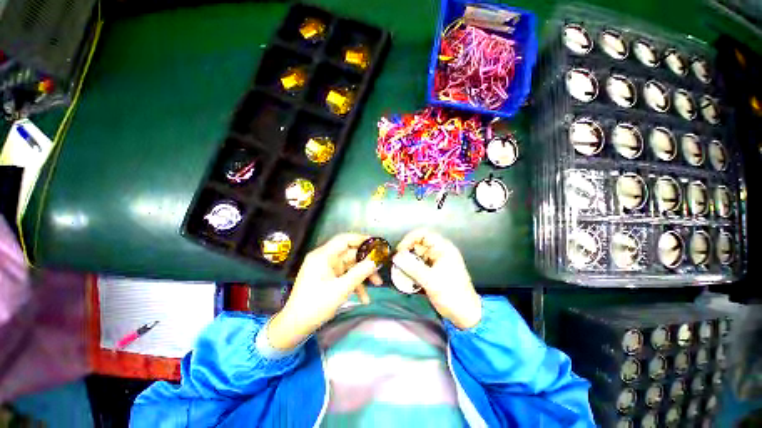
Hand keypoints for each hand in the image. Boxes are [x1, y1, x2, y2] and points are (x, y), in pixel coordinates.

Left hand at [267, 233, 382, 350]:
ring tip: (377, 285)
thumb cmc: (316, 305)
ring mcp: (326, 269)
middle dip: (366, 262)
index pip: (345, 239)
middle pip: (350, 254)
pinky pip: (345, 276)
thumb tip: (375, 261)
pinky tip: (364, 298)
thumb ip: (360, 273)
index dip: (361, 239)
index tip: (376, 244)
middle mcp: (325, 258)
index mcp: (323, 256)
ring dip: (363, 275)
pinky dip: (354, 284)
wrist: (295, 326)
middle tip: (380, 268)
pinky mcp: (328, 278)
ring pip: (350, 266)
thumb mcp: (341, 289)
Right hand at [395, 229, 480, 329]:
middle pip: (418, 244)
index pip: (423, 234)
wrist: (465, 314)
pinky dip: (411, 269)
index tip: (399, 250)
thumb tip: (396, 256)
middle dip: (406, 252)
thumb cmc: (451, 295)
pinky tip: (406, 277)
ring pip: (417, 255)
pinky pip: (419, 264)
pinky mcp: (433, 270)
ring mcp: (436, 261)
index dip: (409, 239)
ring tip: (399, 270)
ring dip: (408, 261)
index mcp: (443, 248)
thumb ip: (412, 267)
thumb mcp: (431, 280)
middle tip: (397, 262)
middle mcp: (439, 251)